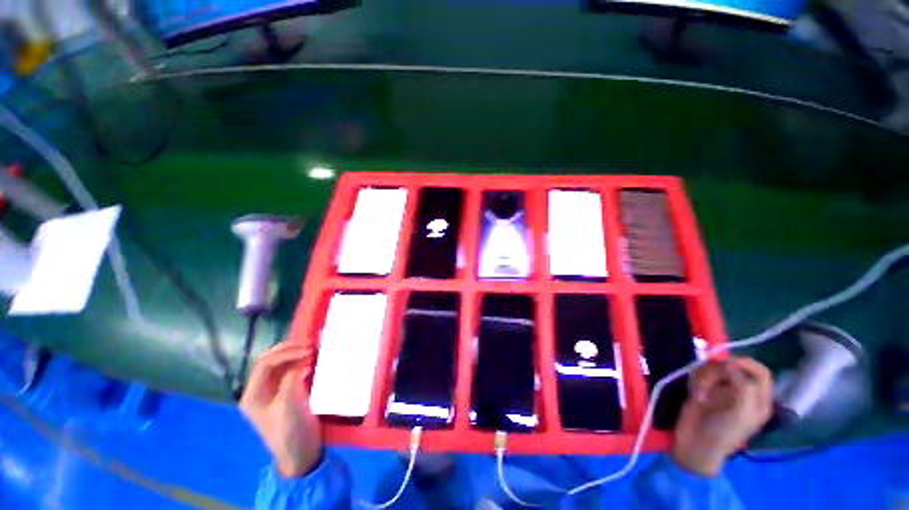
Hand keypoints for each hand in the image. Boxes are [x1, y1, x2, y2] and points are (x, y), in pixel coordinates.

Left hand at [240, 342, 321, 477]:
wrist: (300, 453)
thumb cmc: (290, 431)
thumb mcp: (289, 405)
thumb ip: (291, 379)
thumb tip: (302, 359)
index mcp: (253, 395)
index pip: (265, 364)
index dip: (285, 353)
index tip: (307, 350)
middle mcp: (259, 390)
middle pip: (269, 362)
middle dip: (287, 350)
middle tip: (309, 345)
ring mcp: (272, 391)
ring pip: (279, 365)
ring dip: (294, 355)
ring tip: (311, 349)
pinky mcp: (284, 393)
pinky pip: (289, 372)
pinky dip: (299, 363)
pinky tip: (310, 361)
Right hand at [672, 357, 773, 475]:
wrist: (695, 442)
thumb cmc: (723, 431)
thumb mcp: (741, 411)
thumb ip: (743, 386)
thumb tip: (729, 363)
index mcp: (759, 399)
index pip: (760, 372)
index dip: (746, 363)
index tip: (727, 363)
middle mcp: (743, 392)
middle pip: (735, 367)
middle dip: (720, 370)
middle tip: (710, 379)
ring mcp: (722, 390)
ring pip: (716, 368)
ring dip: (706, 377)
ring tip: (701, 392)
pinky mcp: (704, 389)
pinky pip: (702, 374)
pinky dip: (698, 380)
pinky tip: (696, 393)